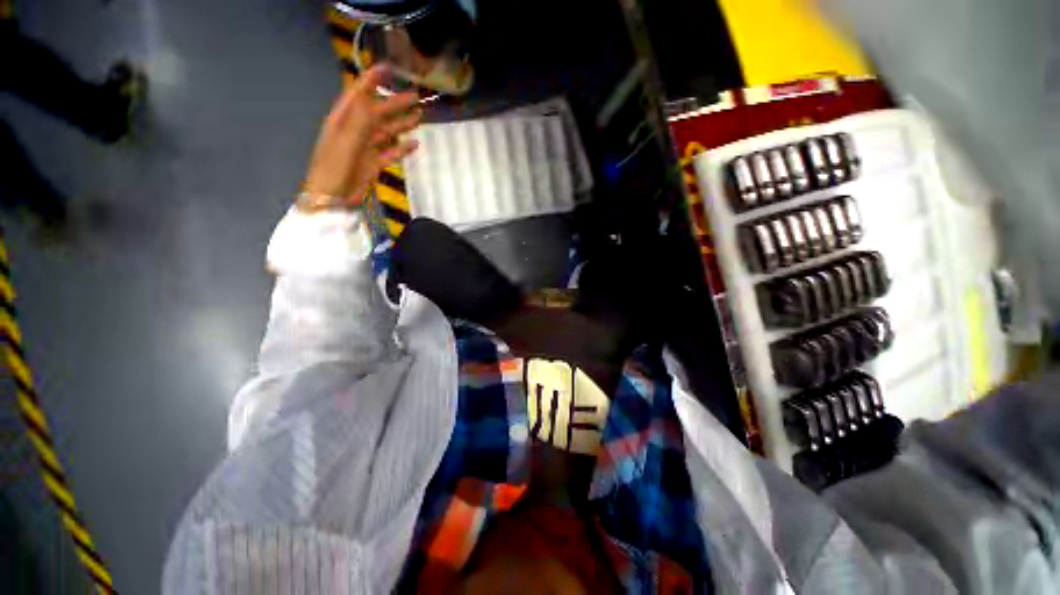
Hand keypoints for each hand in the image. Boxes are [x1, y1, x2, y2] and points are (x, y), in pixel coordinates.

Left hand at [301, 65, 421, 208]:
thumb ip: (360, 121)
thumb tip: (375, 101)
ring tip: (419, 117)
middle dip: (395, 103)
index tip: (388, 68)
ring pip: (387, 132)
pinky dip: (402, 149)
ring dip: (402, 124)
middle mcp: (356, 130)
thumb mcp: (346, 142)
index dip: (372, 80)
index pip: (359, 93)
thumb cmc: (334, 168)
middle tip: (415, 96)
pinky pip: (391, 152)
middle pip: (378, 112)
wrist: (333, 198)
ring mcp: (366, 147)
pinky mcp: (374, 163)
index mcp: (344, 120)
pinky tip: (415, 144)